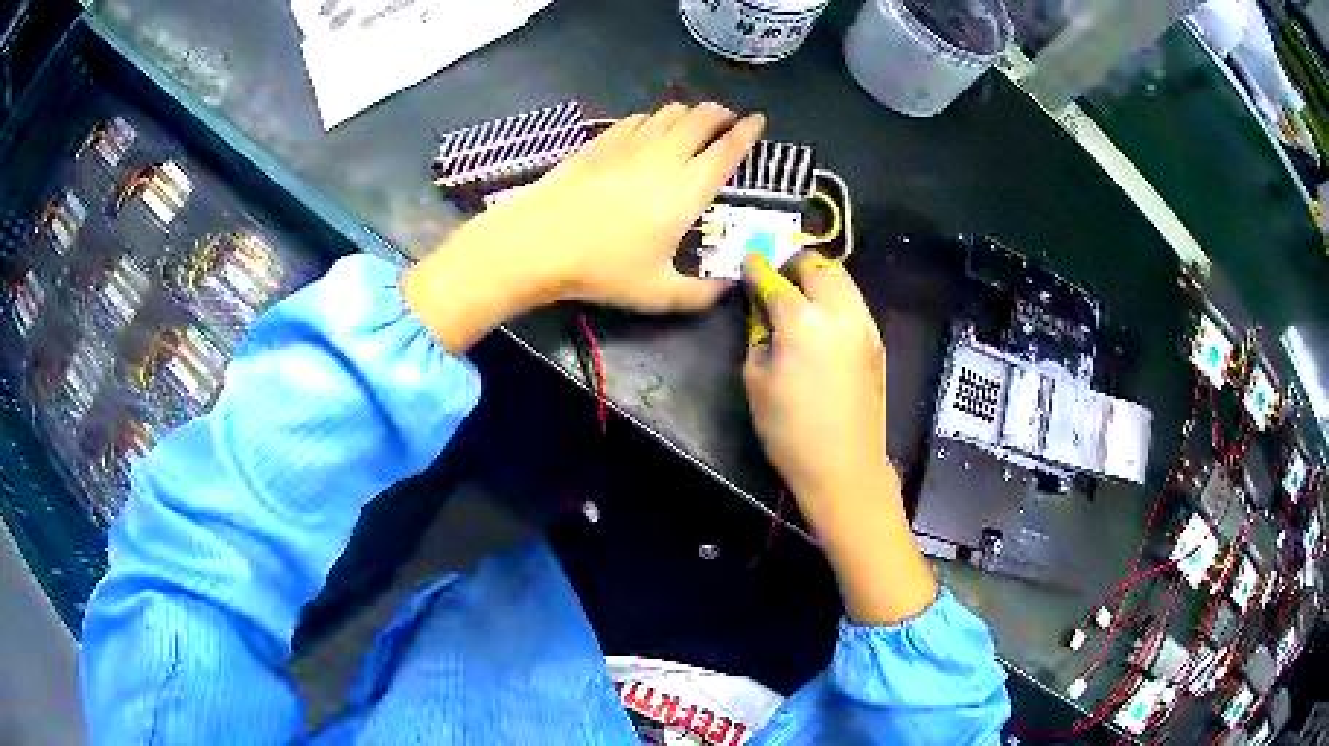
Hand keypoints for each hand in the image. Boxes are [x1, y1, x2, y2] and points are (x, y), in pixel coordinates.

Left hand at [403, 103, 765, 352]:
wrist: (539, 241)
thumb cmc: (603, 268)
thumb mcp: (659, 293)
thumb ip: (701, 293)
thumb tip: (729, 287)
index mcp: (689, 188)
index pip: (729, 148)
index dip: (748, 131)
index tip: (758, 120)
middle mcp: (666, 155)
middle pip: (702, 117)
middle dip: (721, 114)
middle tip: (728, 120)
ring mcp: (631, 143)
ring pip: (670, 112)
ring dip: (689, 113)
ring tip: (694, 122)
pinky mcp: (602, 141)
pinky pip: (638, 118)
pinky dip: (653, 119)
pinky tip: (649, 130)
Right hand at [743, 251, 887, 511]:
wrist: (844, 467)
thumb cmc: (790, 431)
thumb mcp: (757, 382)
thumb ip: (758, 336)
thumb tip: (763, 314)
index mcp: (803, 321)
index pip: (775, 281)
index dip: (757, 268)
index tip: (748, 260)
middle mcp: (839, 313)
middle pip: (818, 266)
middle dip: (794, 262)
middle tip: (777, 273)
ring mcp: (865, 326)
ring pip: (843, 279)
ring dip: (819, 275)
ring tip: (801, 289)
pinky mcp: (877, 342)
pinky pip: (855, 303)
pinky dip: (837, 296)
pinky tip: (823, 316)